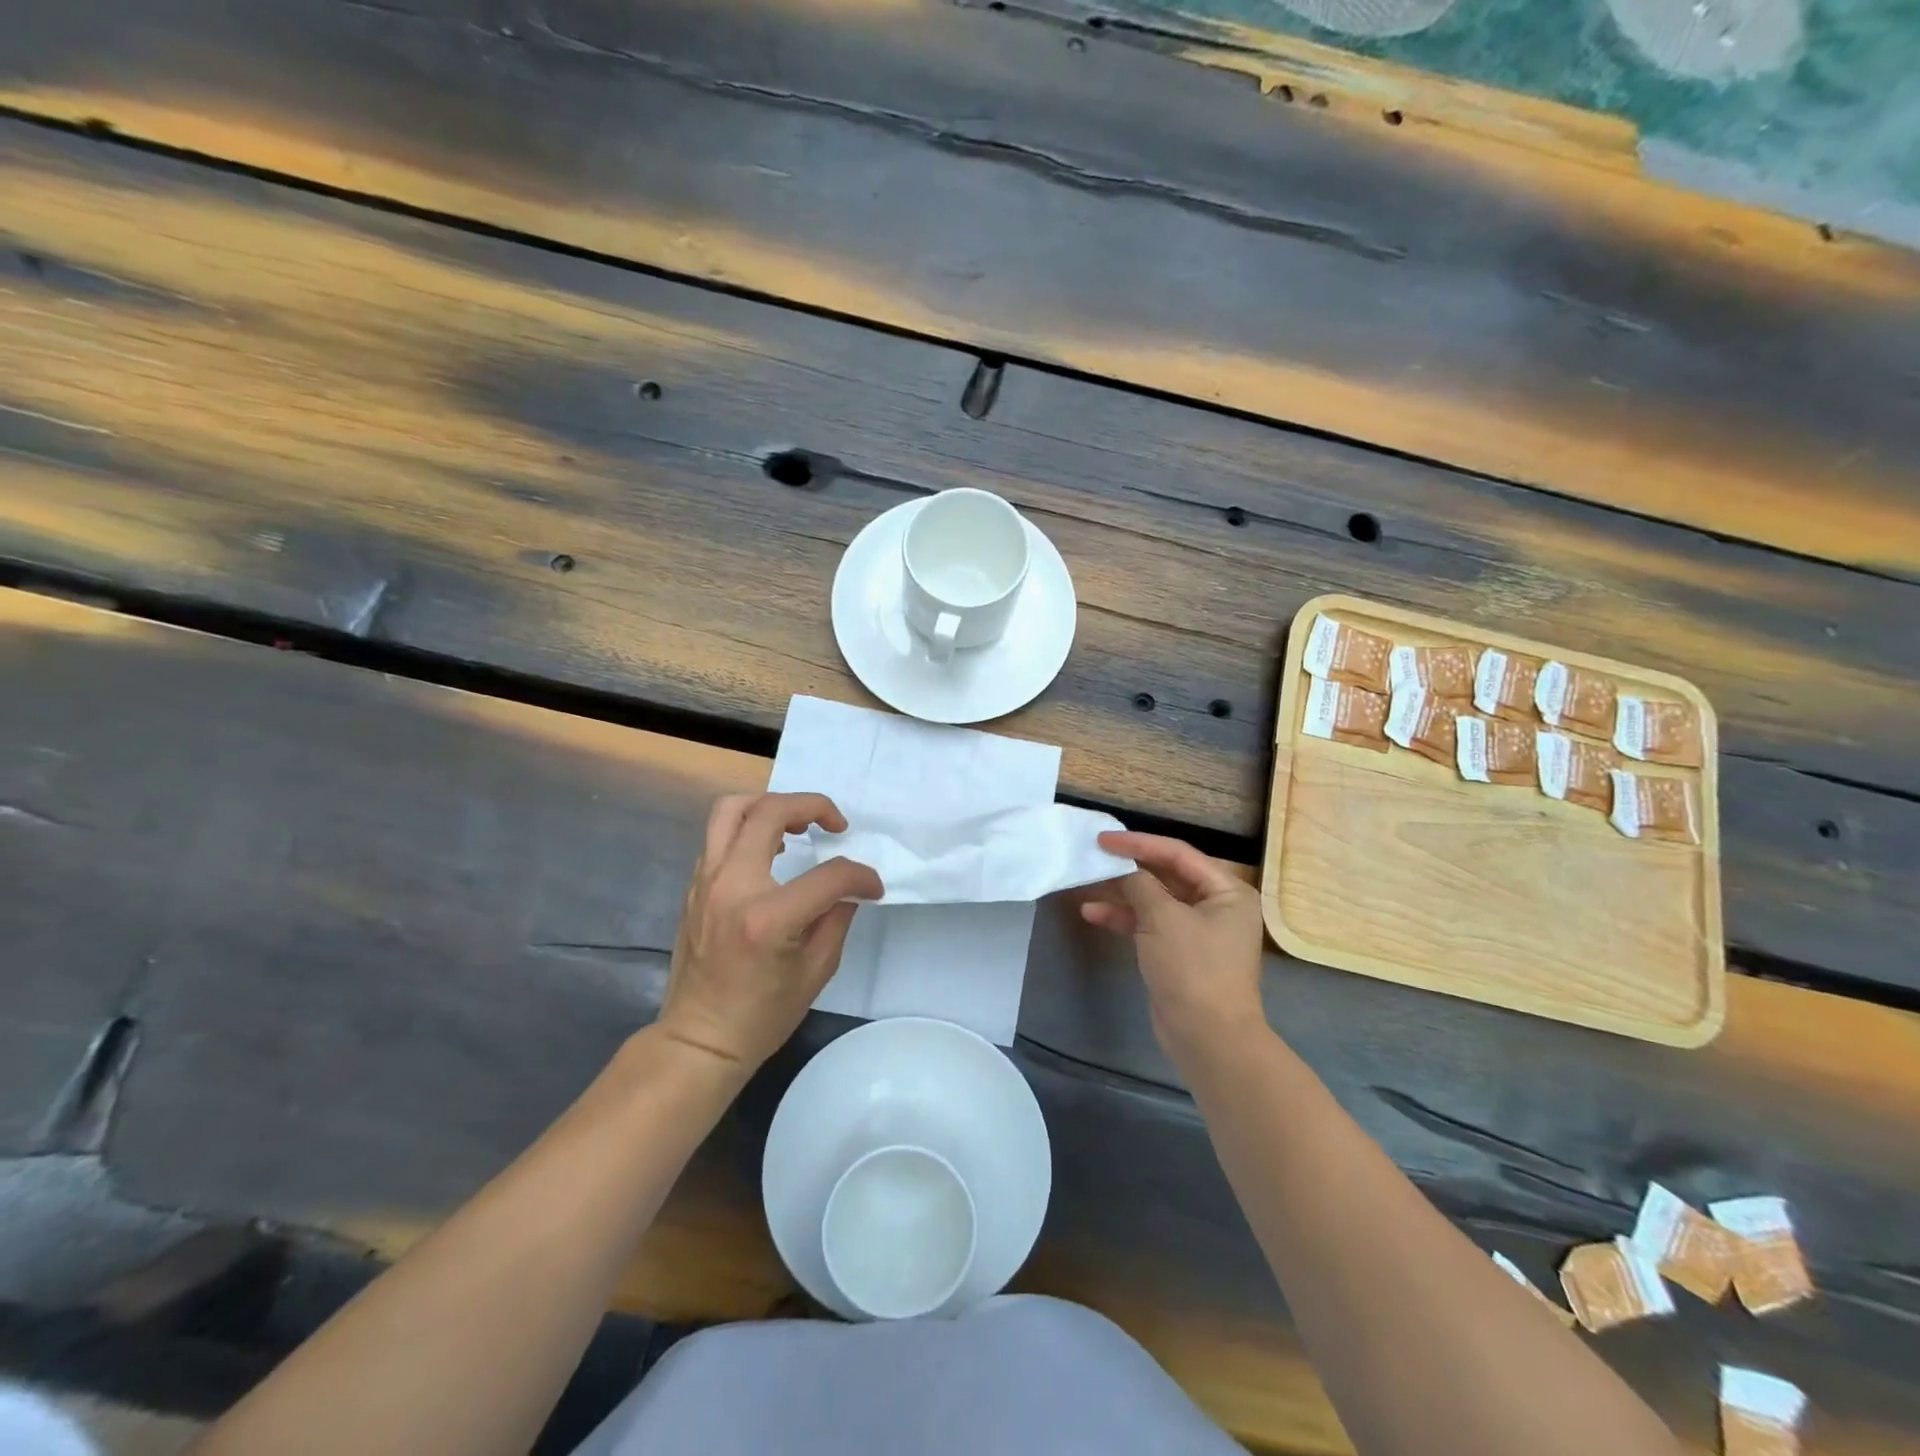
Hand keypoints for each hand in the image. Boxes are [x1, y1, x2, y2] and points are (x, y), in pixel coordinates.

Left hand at [661, 793, 883, 1071]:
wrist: (699, 1039)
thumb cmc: (762, 1015)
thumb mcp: (817, 971)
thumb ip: (837, 918)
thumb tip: (847, 889)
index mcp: (767, 918)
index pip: (827, 876)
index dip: (860, 877)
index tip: (872, 888)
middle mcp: (731, 887)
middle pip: (768, 812)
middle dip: (811, 806)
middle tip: (834, 824)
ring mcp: (706, 882)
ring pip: (732, 810)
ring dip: (771, 805)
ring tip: (797, 823)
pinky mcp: (695, 885)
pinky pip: (719, 835)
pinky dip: (749, 827)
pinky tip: (771, 848)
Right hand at [1079, 831, 1266, 1074]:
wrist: (1207, 1038)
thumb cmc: (1193, 969)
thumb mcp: (1163, 919)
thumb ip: (1141, 885)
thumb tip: (1125, 872)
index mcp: (1226, 891)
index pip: (1178, 854)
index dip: (1139, 843)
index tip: (1104, 840)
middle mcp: (1216, 906)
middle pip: (1166, 875)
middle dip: (1129, 868)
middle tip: (1095, 857)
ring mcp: (1198, 931)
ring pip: (1154, 900)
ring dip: (1122, 894)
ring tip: (1087, 885)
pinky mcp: (1179, 953)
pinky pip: (1149, 925)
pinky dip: (1124, 918)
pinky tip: (1092, 914)